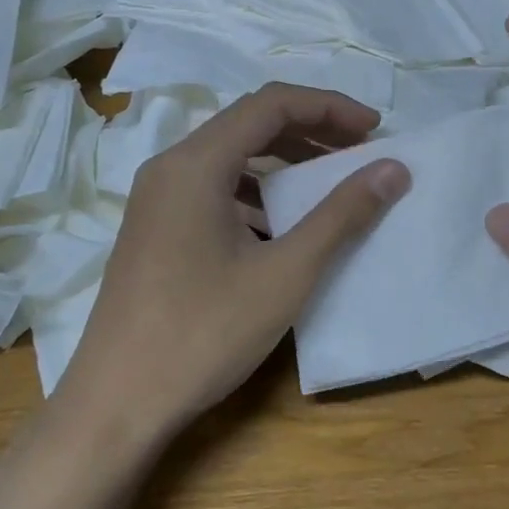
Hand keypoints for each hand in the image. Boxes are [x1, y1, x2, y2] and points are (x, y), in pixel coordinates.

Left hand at [59, 83, 410, 443]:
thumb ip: (341, 214)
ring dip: (282, 162)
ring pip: (230, 158)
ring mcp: (156, 199)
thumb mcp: (284, 273)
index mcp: (195, 163)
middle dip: (310, 130)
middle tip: (360, 152)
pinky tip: (280, 227)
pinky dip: (255, 192)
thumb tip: (393, 168)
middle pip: (248, 124)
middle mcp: (169, 167)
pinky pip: (212, 189)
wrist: (116, 405)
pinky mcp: (154, 229)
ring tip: (328, 185)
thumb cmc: (203, 333)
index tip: (374, 129)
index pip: (271, 104)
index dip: (329, 107)